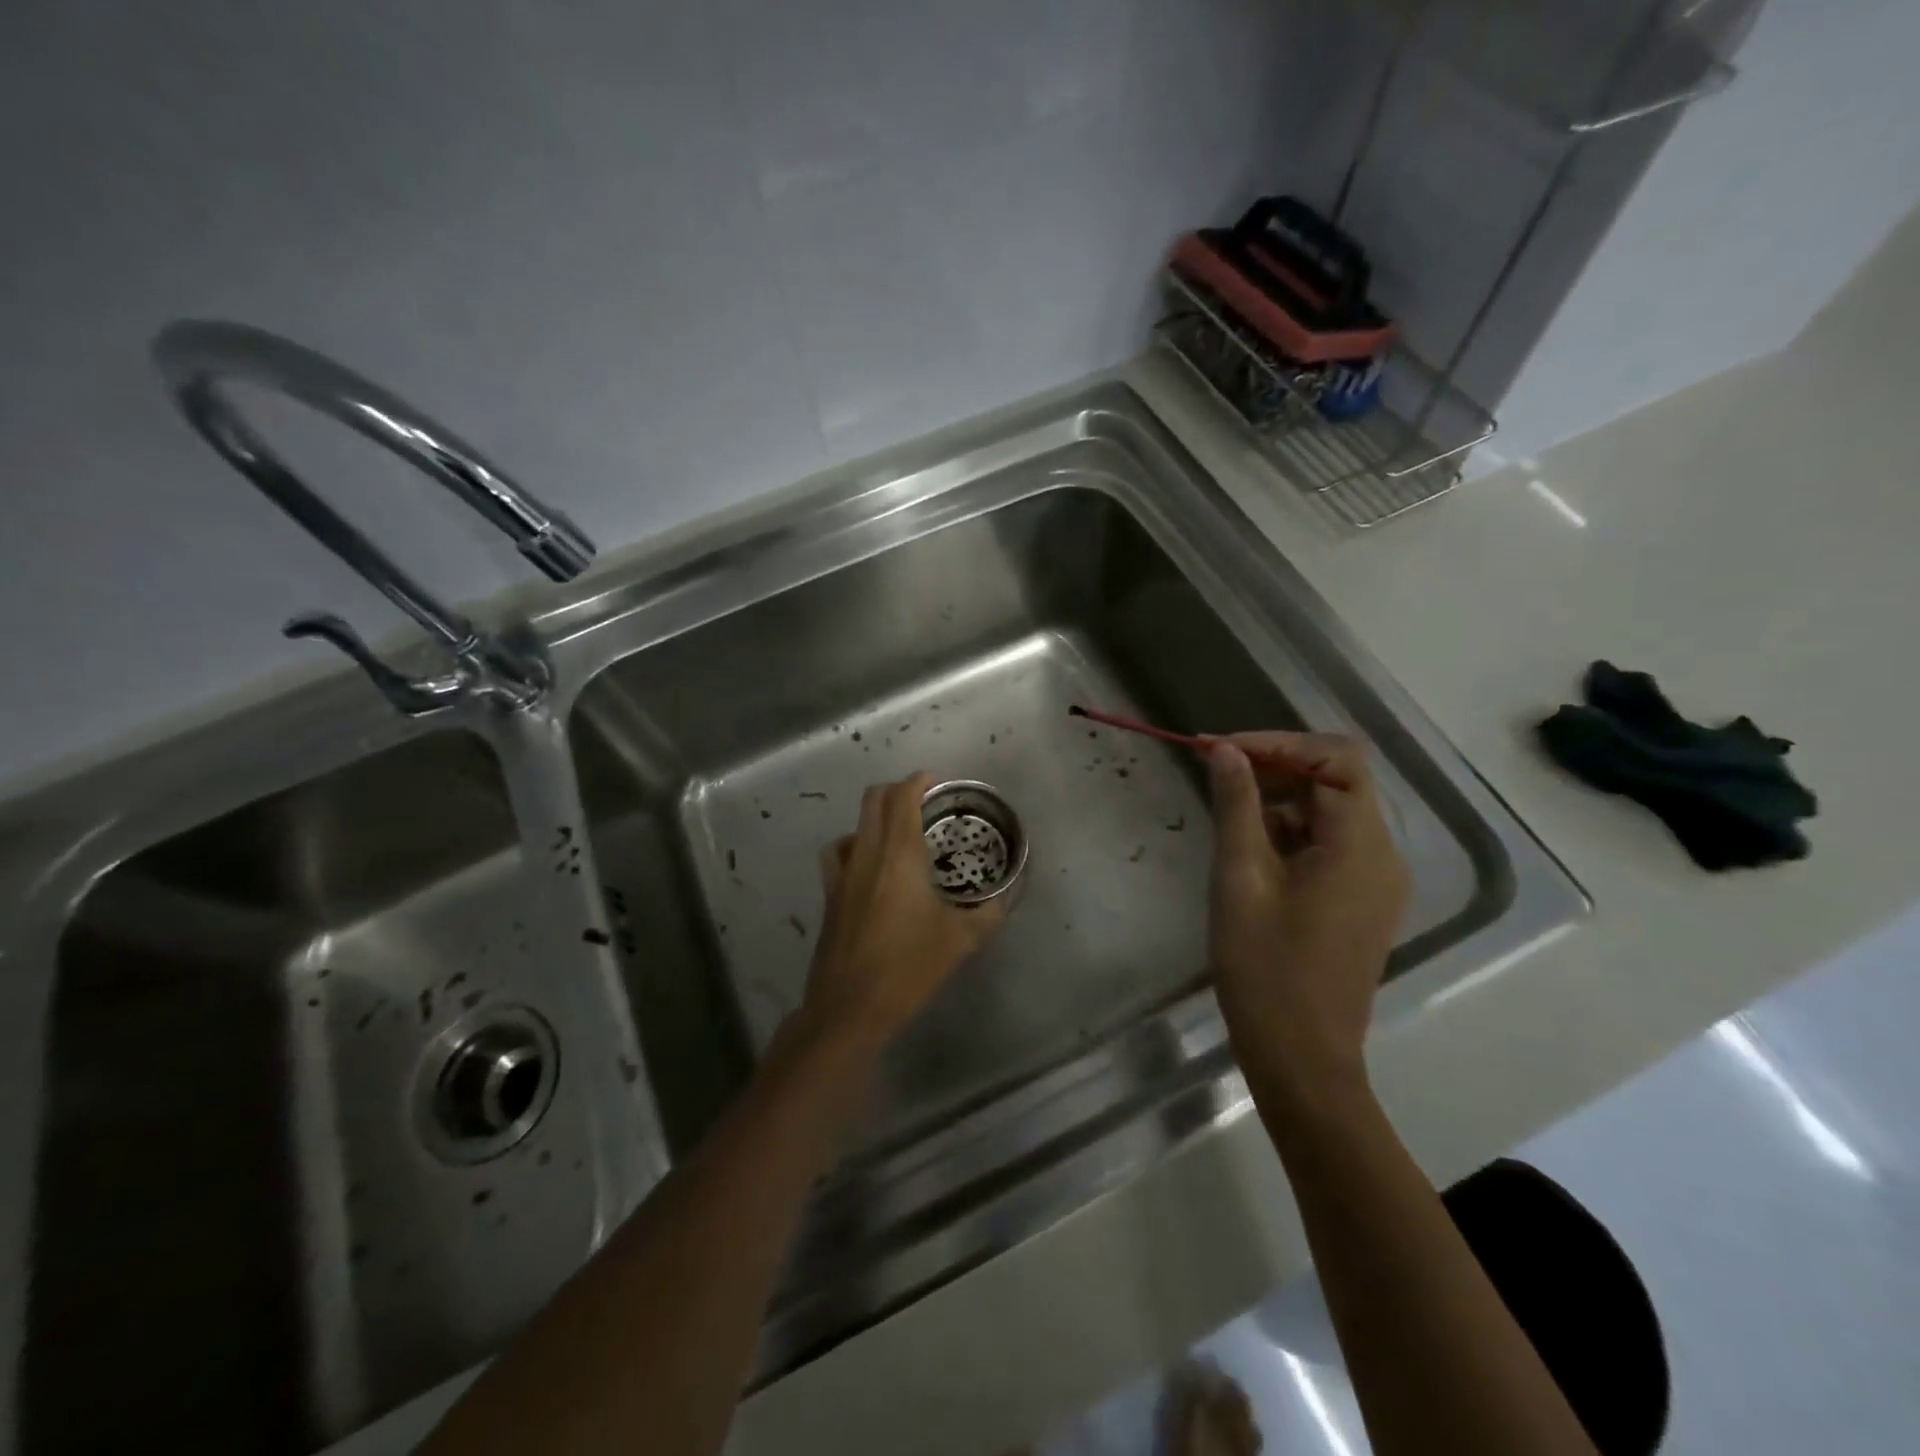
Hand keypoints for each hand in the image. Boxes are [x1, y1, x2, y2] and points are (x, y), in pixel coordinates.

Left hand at [802, 772, 1006, 1047]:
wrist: (850, 1007)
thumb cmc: (908, 967)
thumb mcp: (961, 940)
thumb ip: (988, 913)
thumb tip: (1001, 899)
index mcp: (900, 855)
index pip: (903, 797)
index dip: (919, 781)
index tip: (937, 783)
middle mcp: (867, 853)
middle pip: (875, 799)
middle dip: (898, 790)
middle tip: (925, 802)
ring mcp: (843, 873)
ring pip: (855, 823)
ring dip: (876, 815)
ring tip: (899, 830)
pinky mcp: (830, 895)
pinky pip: (838, 853)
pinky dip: (854, 844)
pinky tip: (868, 863)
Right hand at [1206, 733, 1410, 1099]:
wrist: (1302, 1058)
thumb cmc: (1265, 968)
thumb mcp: (1240, 879)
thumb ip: (1237, 806)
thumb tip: (1226, 751)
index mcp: (1360, 846)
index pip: (1337, 759)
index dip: (1279, 743)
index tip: (1222, 749)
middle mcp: (1382, 855)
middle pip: (1336, 781)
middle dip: (1275, 766)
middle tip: (1214, 769)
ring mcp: (1376, 881)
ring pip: (1330, 812)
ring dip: (1279, 799)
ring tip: (1224, 809)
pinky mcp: (1361, 901)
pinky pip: (1329, 844)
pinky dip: (1290, 832)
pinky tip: (1248, 848)